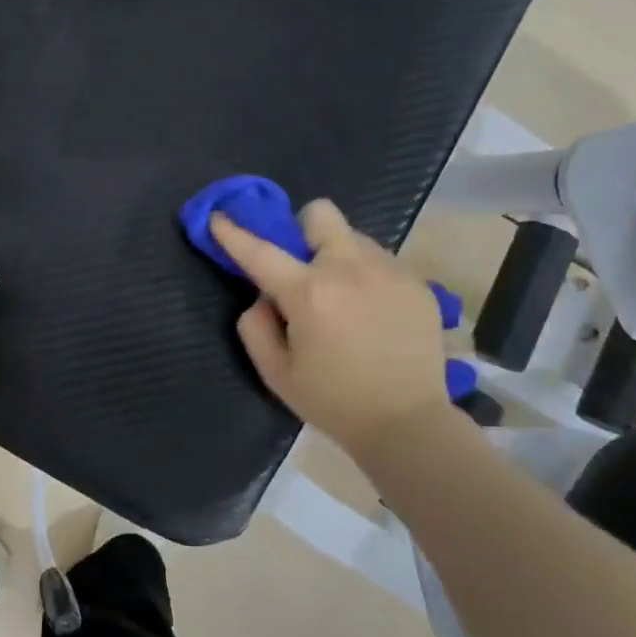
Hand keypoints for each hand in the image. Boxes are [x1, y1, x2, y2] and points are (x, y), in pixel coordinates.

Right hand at [212, 201, 454, 455]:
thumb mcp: (276, 374)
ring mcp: (388, 271)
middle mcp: (349, 269)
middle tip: (304, 266)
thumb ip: (255, 327)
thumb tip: (263, 298)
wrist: (407, 423)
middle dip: (303, 230)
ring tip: (344, 297)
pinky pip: (381, 260)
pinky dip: (366, 275)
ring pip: (353, 237)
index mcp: (309, 293)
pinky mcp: (416, 282)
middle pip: (320, 214)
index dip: (234, 232)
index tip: (219, 216)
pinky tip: (372, 312)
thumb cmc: (334, 401)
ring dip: (337, 256)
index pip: (260, 251)